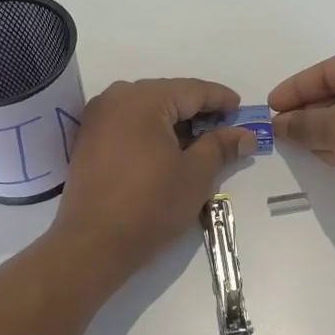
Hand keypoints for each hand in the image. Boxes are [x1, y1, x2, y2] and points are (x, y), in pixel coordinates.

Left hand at [50, 78, 257, 280]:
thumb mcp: (196, 174)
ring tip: (200, 141)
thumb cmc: (151, 204)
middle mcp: (115, 99)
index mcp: (143, 99)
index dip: (220, 99)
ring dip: (174, 122)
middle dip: (197, 110)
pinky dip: (151, 132)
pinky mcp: (88, 141)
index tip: (241, 109)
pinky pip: (128, 124)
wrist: (94, 244)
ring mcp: (97, 119)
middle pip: (167, 95)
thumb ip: (221, 146)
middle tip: (225, 126)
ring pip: (146, 109)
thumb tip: (246, 136)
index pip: (192, 90)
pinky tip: (168, 150)